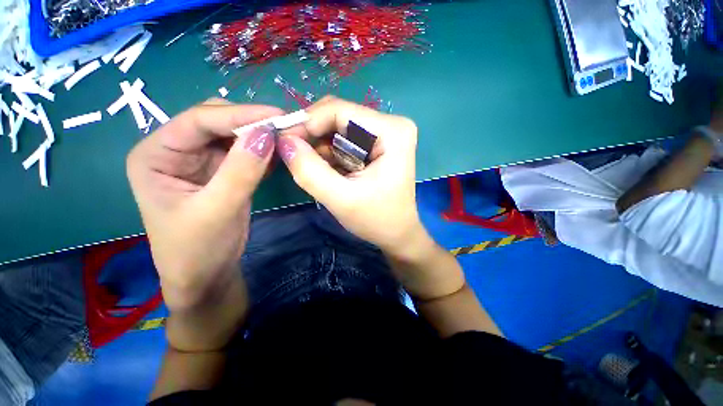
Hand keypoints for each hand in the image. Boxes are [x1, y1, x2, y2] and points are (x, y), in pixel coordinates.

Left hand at [126, 99, 278, 309]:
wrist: (206, 276)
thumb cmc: (197, 250)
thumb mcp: (217, 210)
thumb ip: (241, 171)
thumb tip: (267, 134)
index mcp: (156, 154)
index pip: (198, 120)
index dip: (240, 115)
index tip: (277, 115)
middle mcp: (177, 151)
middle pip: (218, 122)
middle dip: (253, 123)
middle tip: (287, 128)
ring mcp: (203, 161)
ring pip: (236, 136)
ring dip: (262, 136)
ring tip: (289, 138)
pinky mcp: (224, 172)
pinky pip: (247, 153)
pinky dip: (265, 151)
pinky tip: (281, 154)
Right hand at [277, 96, 427, 256]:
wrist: (396, 232)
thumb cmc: (376, 219)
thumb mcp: (340, 199)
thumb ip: (309, 170)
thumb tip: (283, 141)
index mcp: (392, 131)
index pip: (340, 110)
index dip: (308, 122)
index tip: (285, 141)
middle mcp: (392, 124)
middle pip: (339, 116)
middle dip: (314, 137)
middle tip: (297, 158)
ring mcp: (386, 133)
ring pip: (339, 128)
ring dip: (322, 148)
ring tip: (320, 172)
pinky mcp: (378, 143)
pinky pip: (345, 139)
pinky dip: (331, 154)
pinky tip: (333, 172)